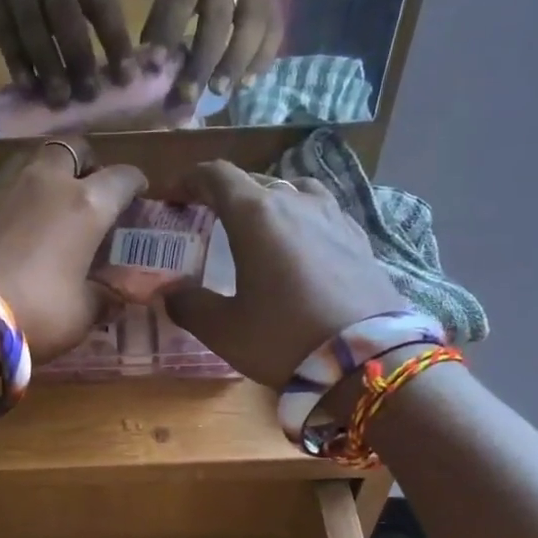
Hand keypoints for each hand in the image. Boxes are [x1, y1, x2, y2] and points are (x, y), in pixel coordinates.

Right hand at [0, 0, 135, 107]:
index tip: (125, 78)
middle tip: (88, 94)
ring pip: (34, 30)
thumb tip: (117, 73)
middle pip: (65, 16)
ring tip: (59, 99)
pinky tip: (29, 87)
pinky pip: (7, 39)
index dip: (116, 42)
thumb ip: (96, 17)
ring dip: (49, 67)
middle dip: (79, 57)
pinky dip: (19, 65)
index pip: (103, 6)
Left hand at [0, 137, 146, 359]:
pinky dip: (18, 194)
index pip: (121, 177)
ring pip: (34, 158)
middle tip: (90, 186)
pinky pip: (5, 184)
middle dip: (87, 161)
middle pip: (73, 147)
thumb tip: (116, 296)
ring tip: (51, 199)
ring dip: (49, 171)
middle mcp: (47, 183)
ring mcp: (5, 187)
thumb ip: (103, 299)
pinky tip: (16, 221)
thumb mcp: (80, 316)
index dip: (134, 183)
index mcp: (85, 205)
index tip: (138, 192)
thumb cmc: (33, 313)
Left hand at [140, 0, 281, 107]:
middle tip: (188, 94)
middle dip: (203, 60)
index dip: (169, 31)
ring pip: (251, 28)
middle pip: (219, 18)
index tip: (155, 64)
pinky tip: (245, 84)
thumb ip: (165, 14)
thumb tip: (150, 64)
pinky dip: (260, 62)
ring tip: (219, 92)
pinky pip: (273, 36)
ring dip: (234, 64)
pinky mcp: (277, 4)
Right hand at [156, 160, 402, 385]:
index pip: (216, 176)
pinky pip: (321, 214)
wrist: (368, 361)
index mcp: (257, 215)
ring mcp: (333, 217)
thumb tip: (170, 292)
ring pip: (292, 192)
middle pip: (253, 183)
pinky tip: (300, 247)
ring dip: (267, 203)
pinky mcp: (359, 239)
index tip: (172, 197)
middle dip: (224, 196)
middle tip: (207, 222)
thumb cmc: (284, 338)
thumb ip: (189, 304)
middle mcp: (296, 202)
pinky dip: (300, 221)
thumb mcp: (223, 329)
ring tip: (257, 230)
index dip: (189, 181)